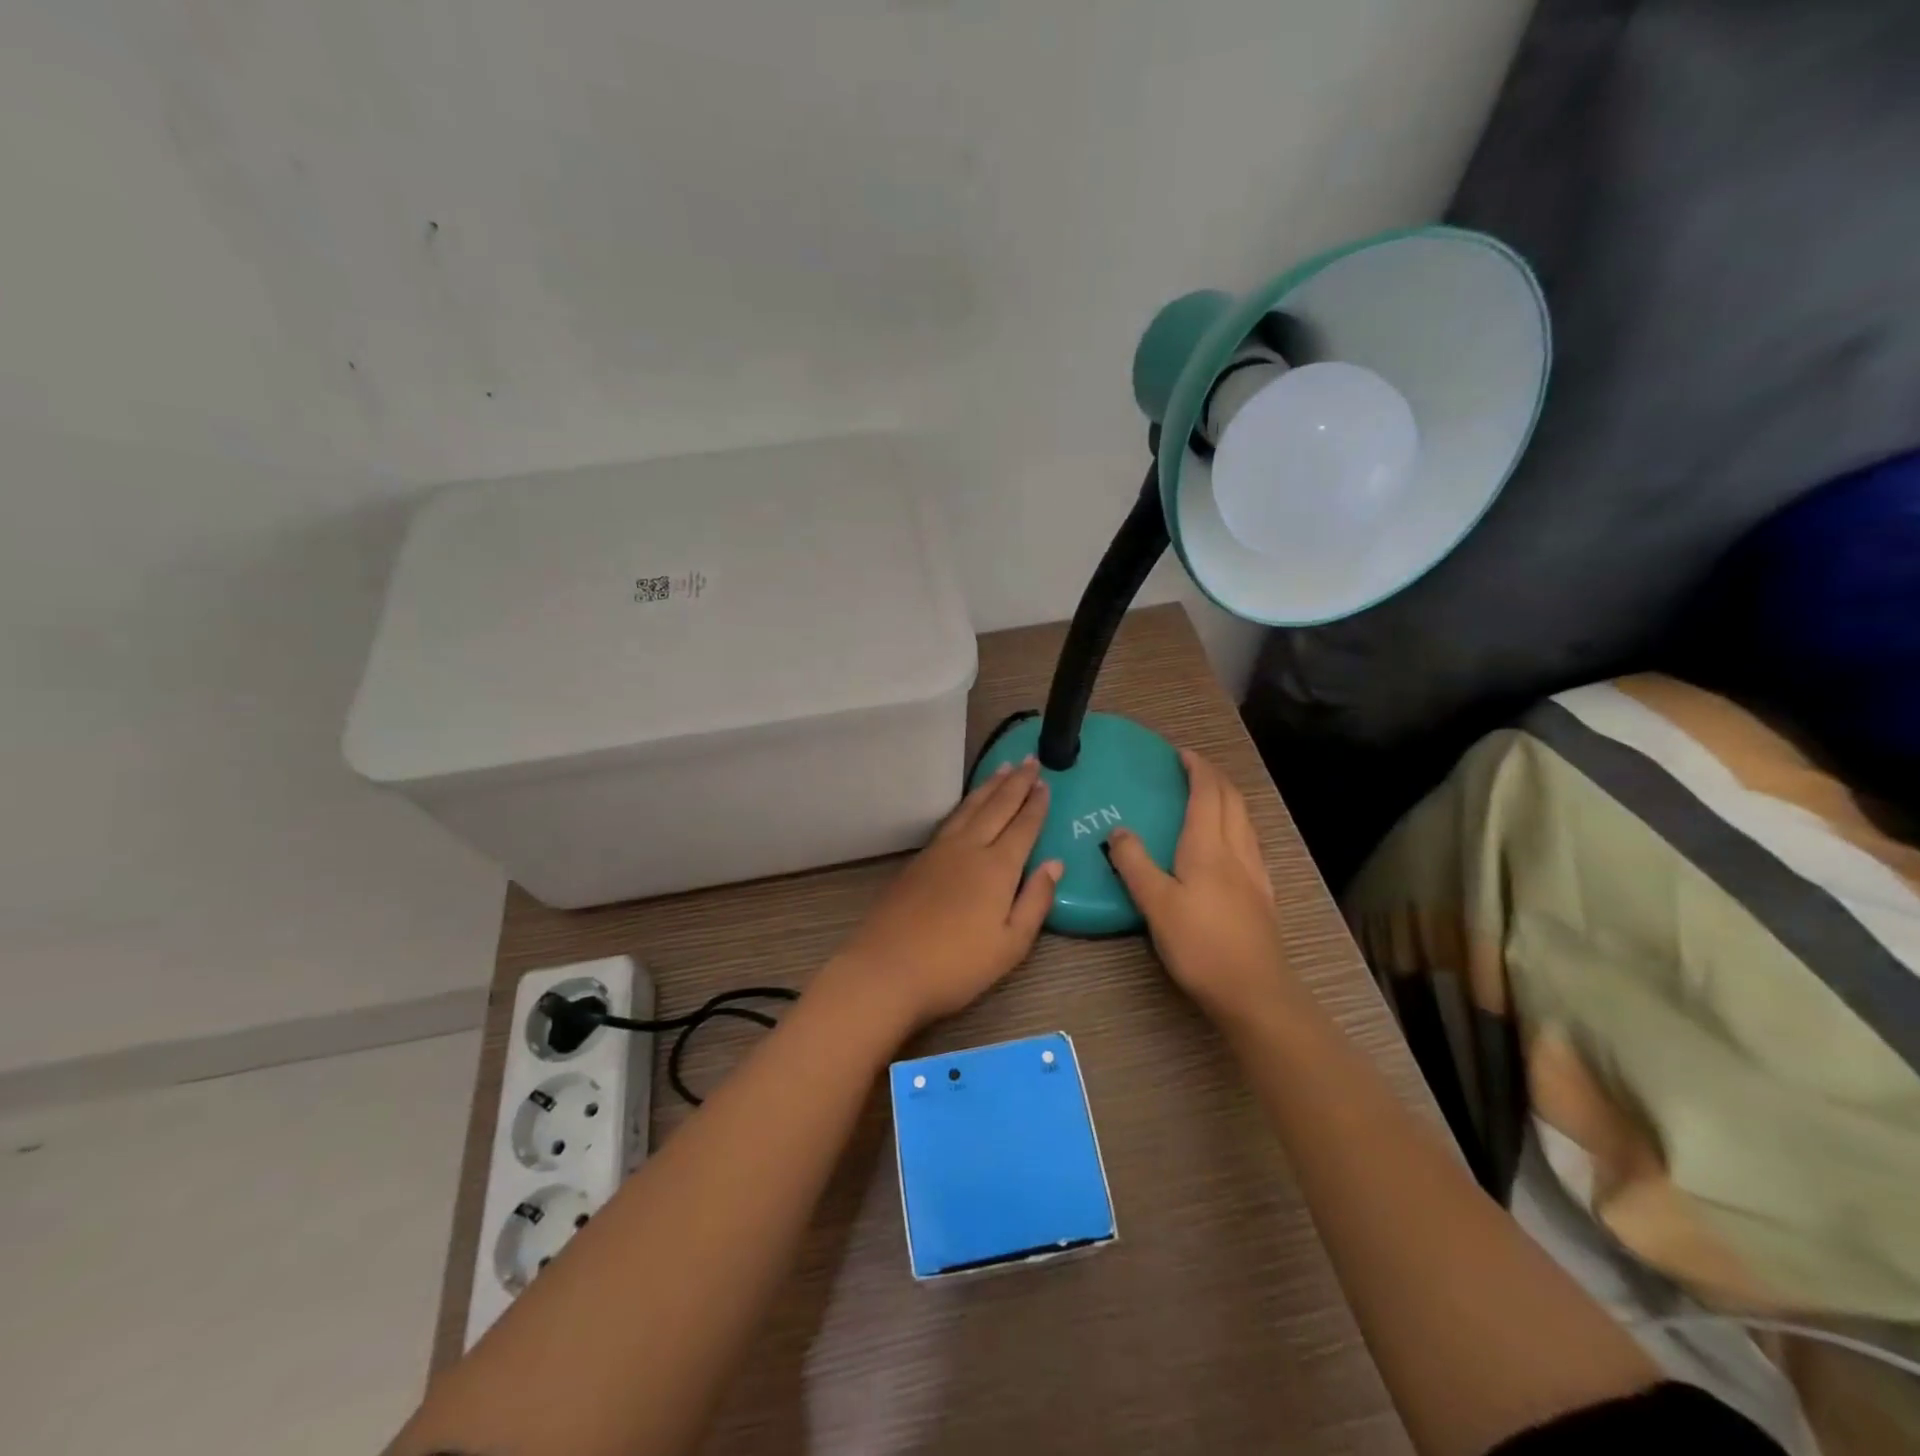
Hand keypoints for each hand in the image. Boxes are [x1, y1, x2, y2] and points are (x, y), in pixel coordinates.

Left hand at [828, 756, 1061, 1032]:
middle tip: (1030, 760)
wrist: (886, 969)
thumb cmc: (956, 966)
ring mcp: (939, 852)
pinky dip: (966, 804)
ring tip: (1003, 769)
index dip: (1036, 804)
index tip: (1045, 782)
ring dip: (989, 787)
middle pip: (997, 807)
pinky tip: (968, 805)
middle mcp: (969, 849)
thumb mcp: (1010, 945)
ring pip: (970, 808)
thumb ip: (1036, 901)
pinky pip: (950, 819)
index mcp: (997, 868)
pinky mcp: (918, 861)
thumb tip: (1055, 863)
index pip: (1023, 826)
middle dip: (1015, 783)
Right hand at [1105, 748, 1291, 1023]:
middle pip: (1232, 801)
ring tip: (1209, 796)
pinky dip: (1237, 824)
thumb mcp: (1156, 904)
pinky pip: (1250, 842)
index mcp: (1209, 847)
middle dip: (1214, 777)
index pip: (1208, 794)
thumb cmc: (1200, 945)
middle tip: (1193, 768)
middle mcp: (1236, 851)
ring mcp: (1255, 873)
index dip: (1197, 769)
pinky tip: (1229, 843)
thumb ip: (1134, 864)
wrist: (1254, 991)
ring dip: (1228, 798)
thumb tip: (1118, 831)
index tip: (1182, 754)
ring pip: (1245, 820)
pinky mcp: (1262, 894)